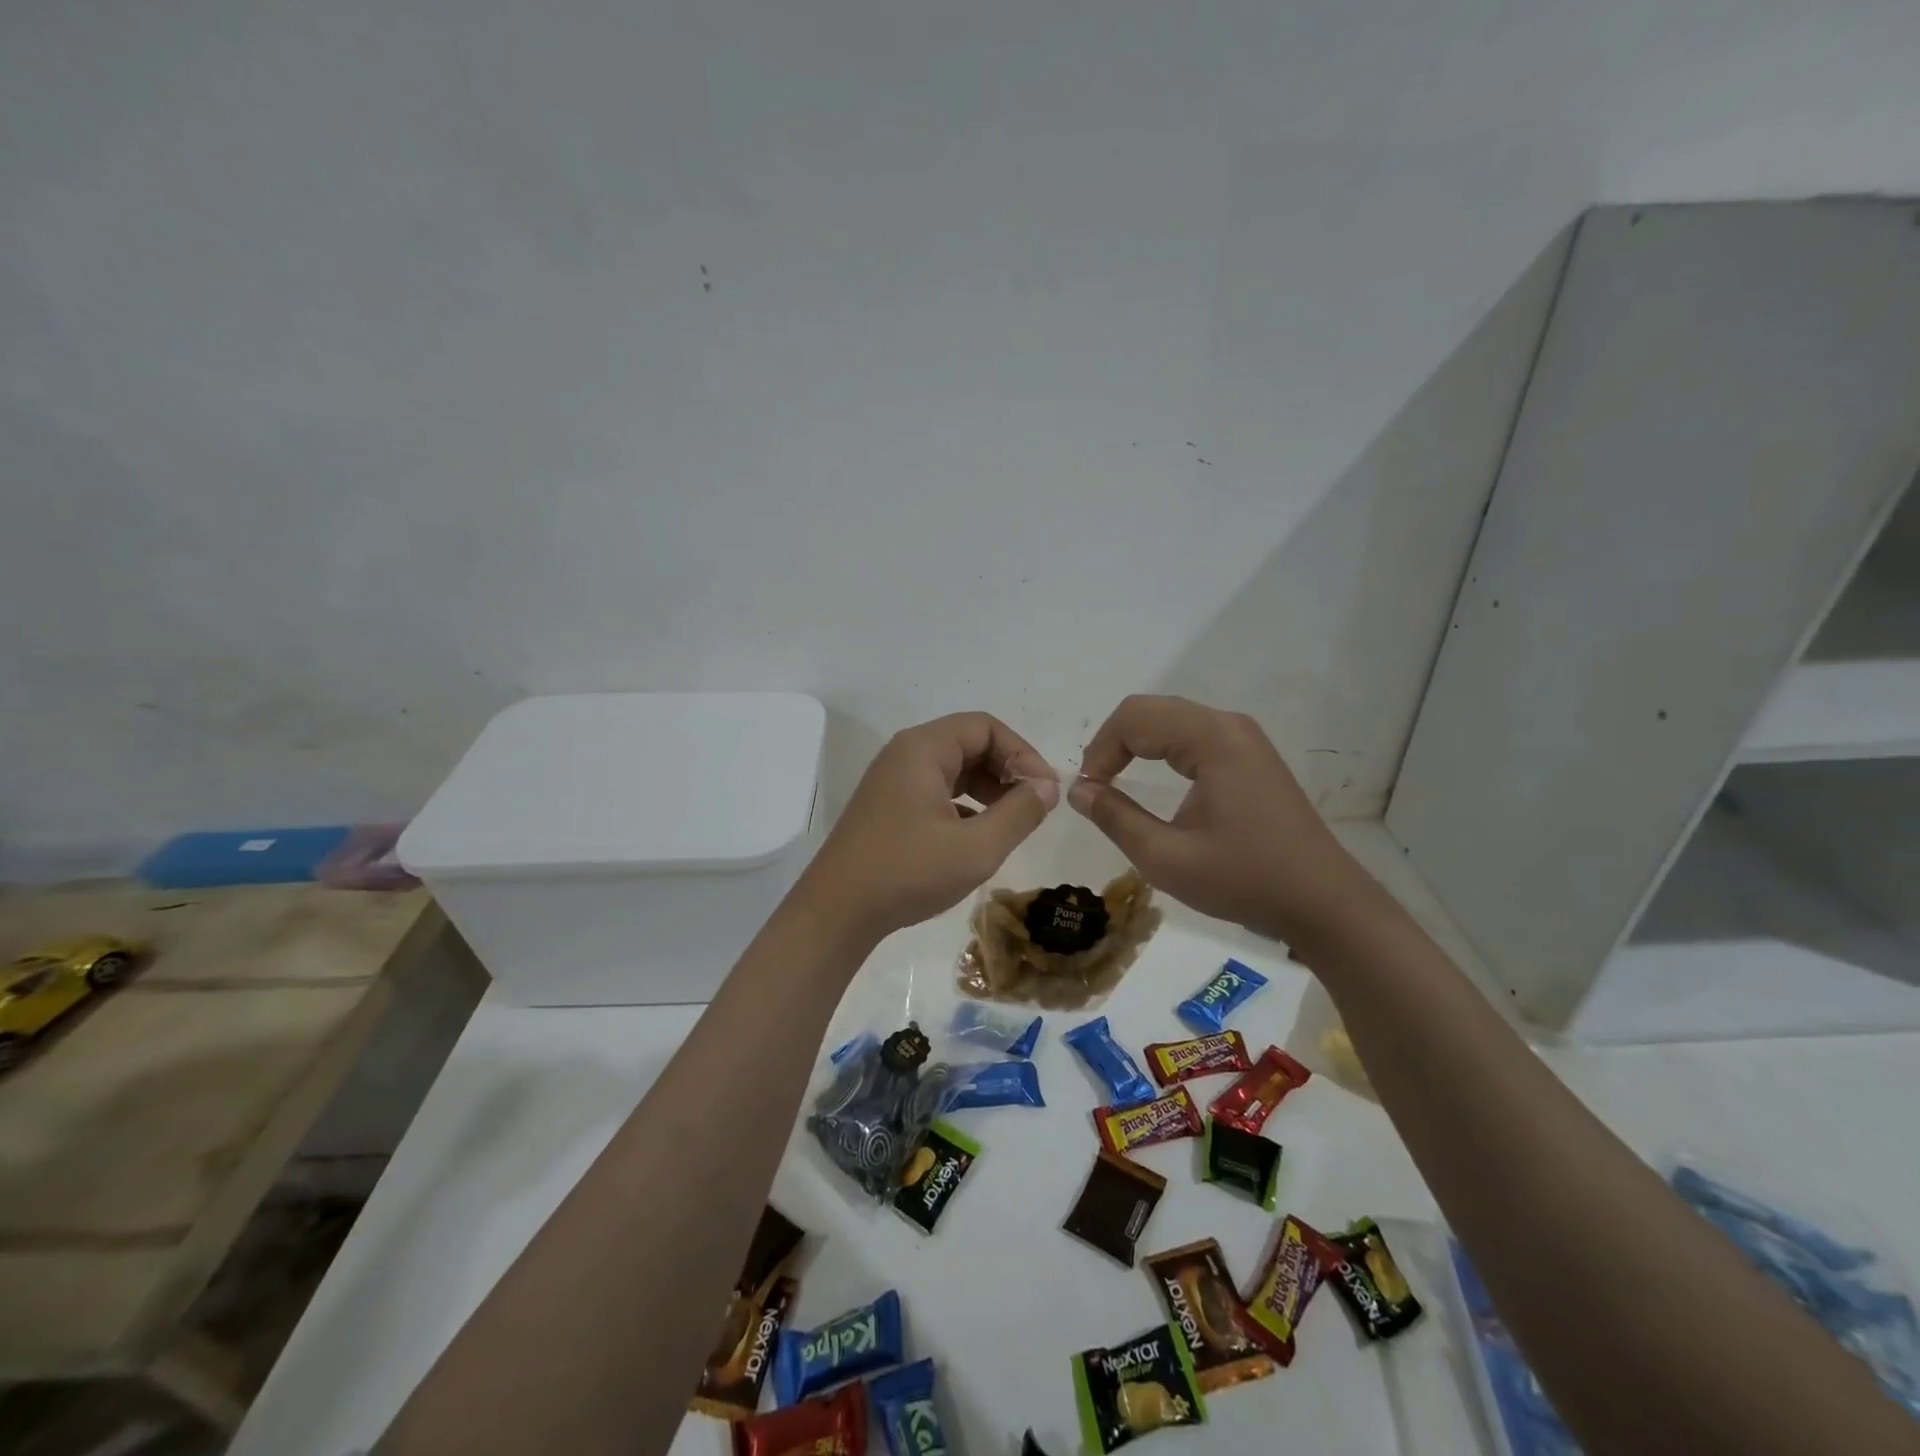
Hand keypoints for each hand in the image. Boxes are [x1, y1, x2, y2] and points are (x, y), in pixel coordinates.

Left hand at [796, 713, 1057, 944]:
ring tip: (1013, 821)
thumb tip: (1047, 786)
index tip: (1044, 791)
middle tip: (1034, 806)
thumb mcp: (976, 847)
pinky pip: (937, 790)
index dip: (1022, 753)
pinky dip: (966, 804)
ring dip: (989, 788)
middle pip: (969, 743)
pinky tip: (980, 835)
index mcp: (923, 749)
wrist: (836, 912)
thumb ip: (1019, 813)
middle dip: (1007, 770)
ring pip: (954, 768)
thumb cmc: (908, 873)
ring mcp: (893, 780)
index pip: (985, 727)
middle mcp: (906, 754)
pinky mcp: (889, 806)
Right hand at [1069, 695, 1373, 944]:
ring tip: (1115, 783)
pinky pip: (1192, 735)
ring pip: (1171, 719)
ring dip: (1136, 744)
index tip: (1088, 793)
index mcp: (1212, 739)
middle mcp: (1229, 725)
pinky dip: (1161, 749)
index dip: (1100, 751)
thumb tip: (1078, 789)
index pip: (1134, 718)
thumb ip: (1115, 818)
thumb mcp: (1166, 858)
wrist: (1323, 902)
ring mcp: (1244, 738)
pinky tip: (1153, 780)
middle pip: (1152, 710)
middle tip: (1095, 787)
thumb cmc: (1244, 880)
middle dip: (1114, 743)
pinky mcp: (1250, 756)